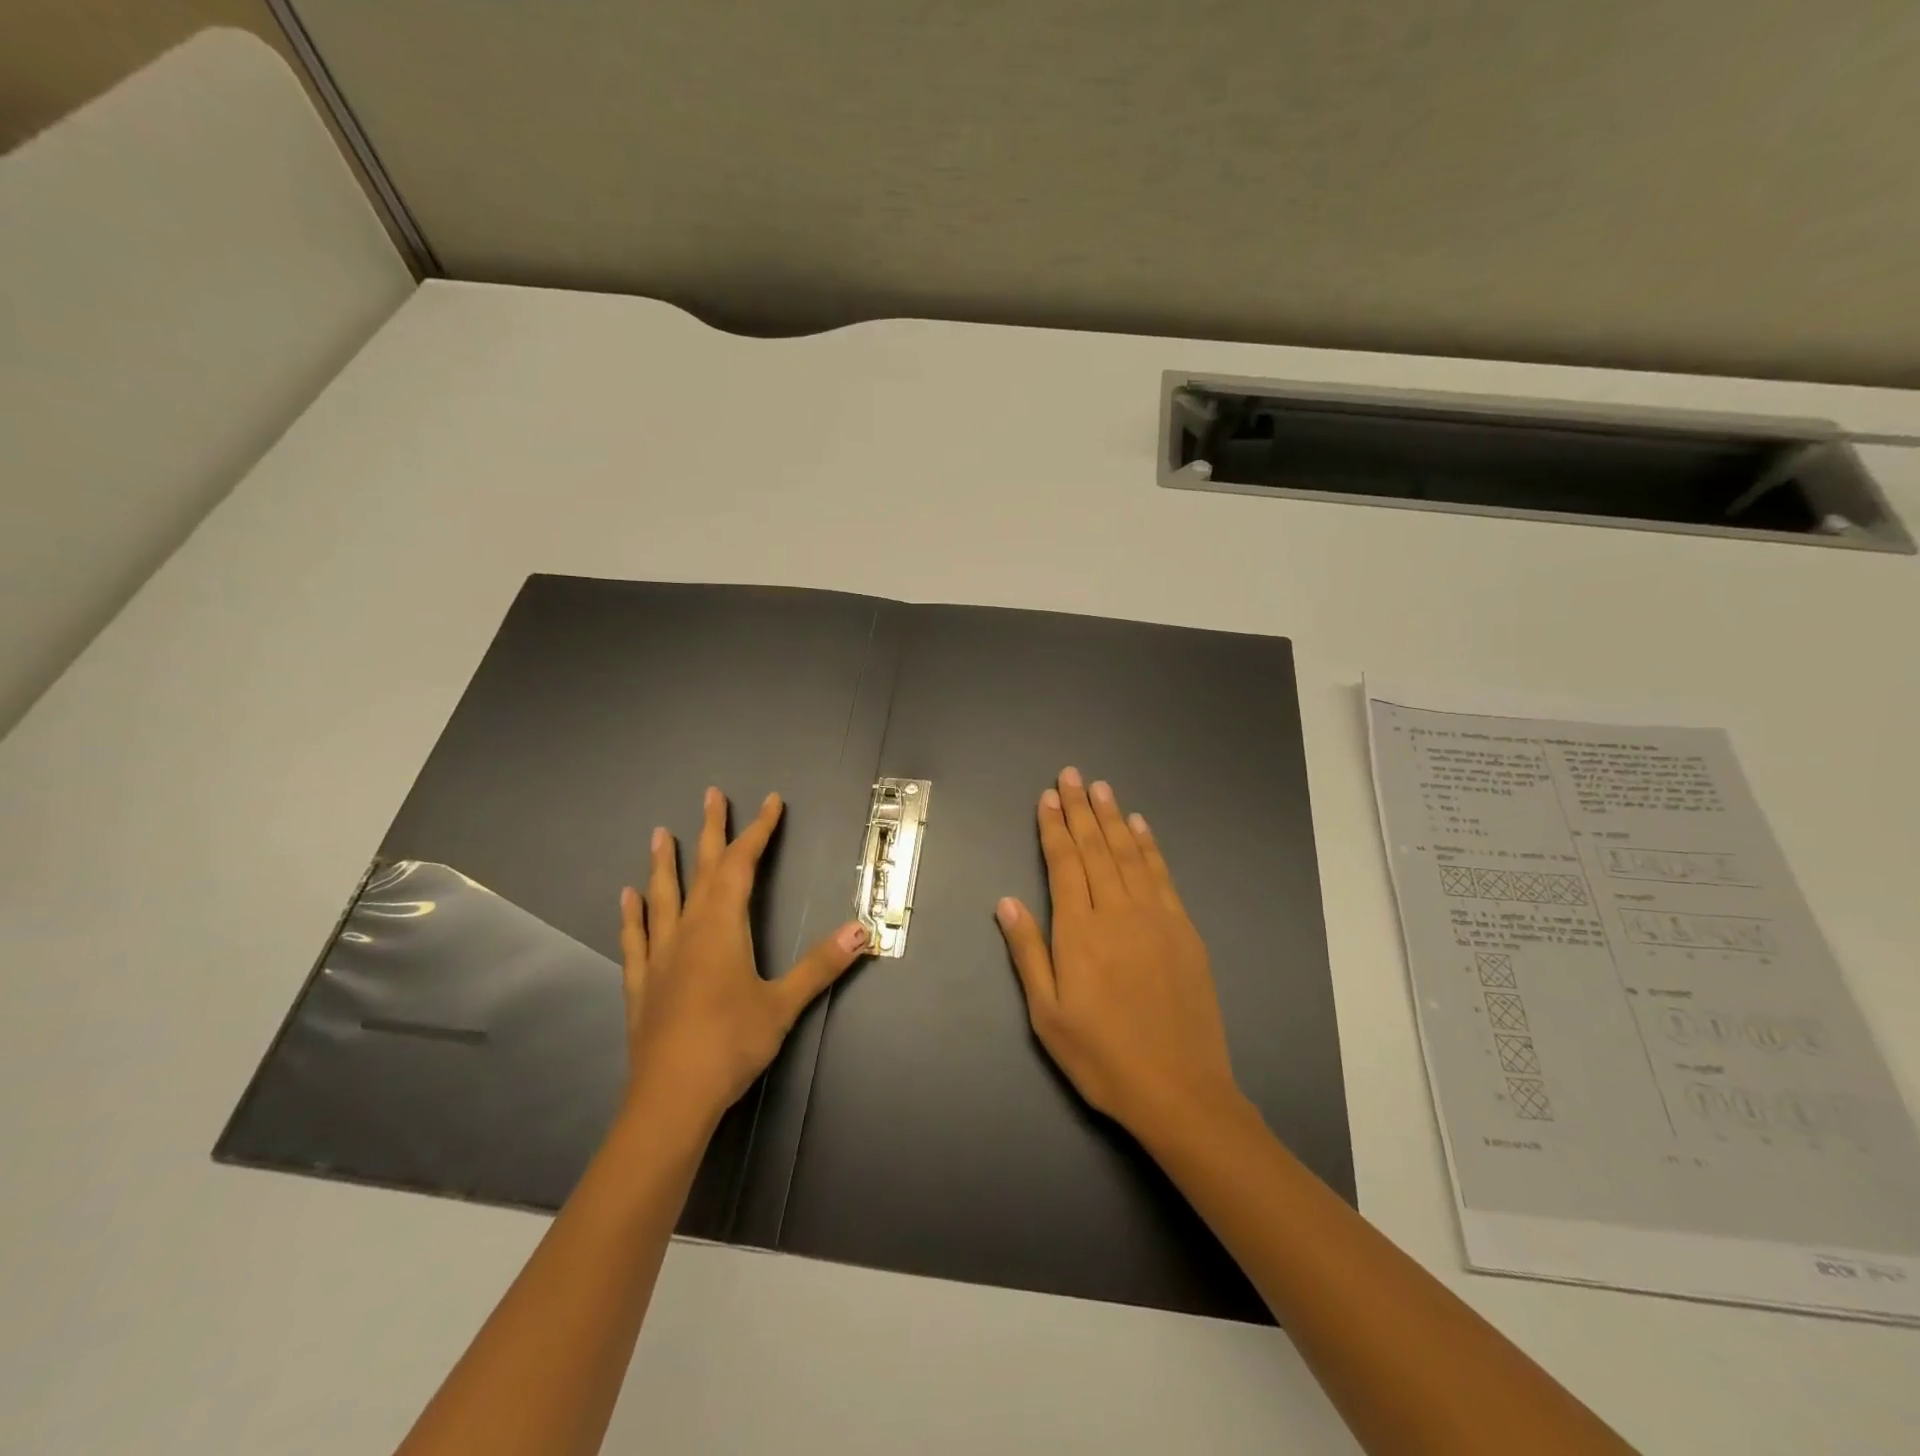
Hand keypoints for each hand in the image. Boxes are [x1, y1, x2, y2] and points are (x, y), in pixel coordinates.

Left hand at [620, 787, 868, 1128]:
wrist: (670, 1099)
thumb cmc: (731, 1044)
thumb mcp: (784, 1004)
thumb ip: (821, 965)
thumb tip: (862, 930)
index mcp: (723, 927)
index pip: (741, 865)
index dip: (758, 831)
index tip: (770, 803)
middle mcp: (688, 930)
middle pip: (701, 869)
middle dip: (710, 830)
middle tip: (711, 795)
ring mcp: (661, 956)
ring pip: (663, 897)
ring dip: (663, 864)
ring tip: (659, 834)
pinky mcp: (643, 984)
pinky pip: (637, 938)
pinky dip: (633, 915)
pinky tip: (627, 898)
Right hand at [995, 768, 1241, 1136]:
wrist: (1180, 1089)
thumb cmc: (1102, 1057)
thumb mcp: (1047, 1014)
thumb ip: (1028, 952)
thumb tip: (1007, 901)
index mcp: (1079, 932)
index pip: (1063, 864)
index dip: (1054, 827)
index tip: (1048, 797)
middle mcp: (1117, 913)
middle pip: (1096, 849)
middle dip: (1080, 809)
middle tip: (1071, 775)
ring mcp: (1156, 918)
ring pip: (1129, 854)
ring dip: (1113, 818)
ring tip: (1101, 788)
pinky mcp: (1184, 931)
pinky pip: (1162, 876)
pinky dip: (1150, 846)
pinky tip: (1141, 827)